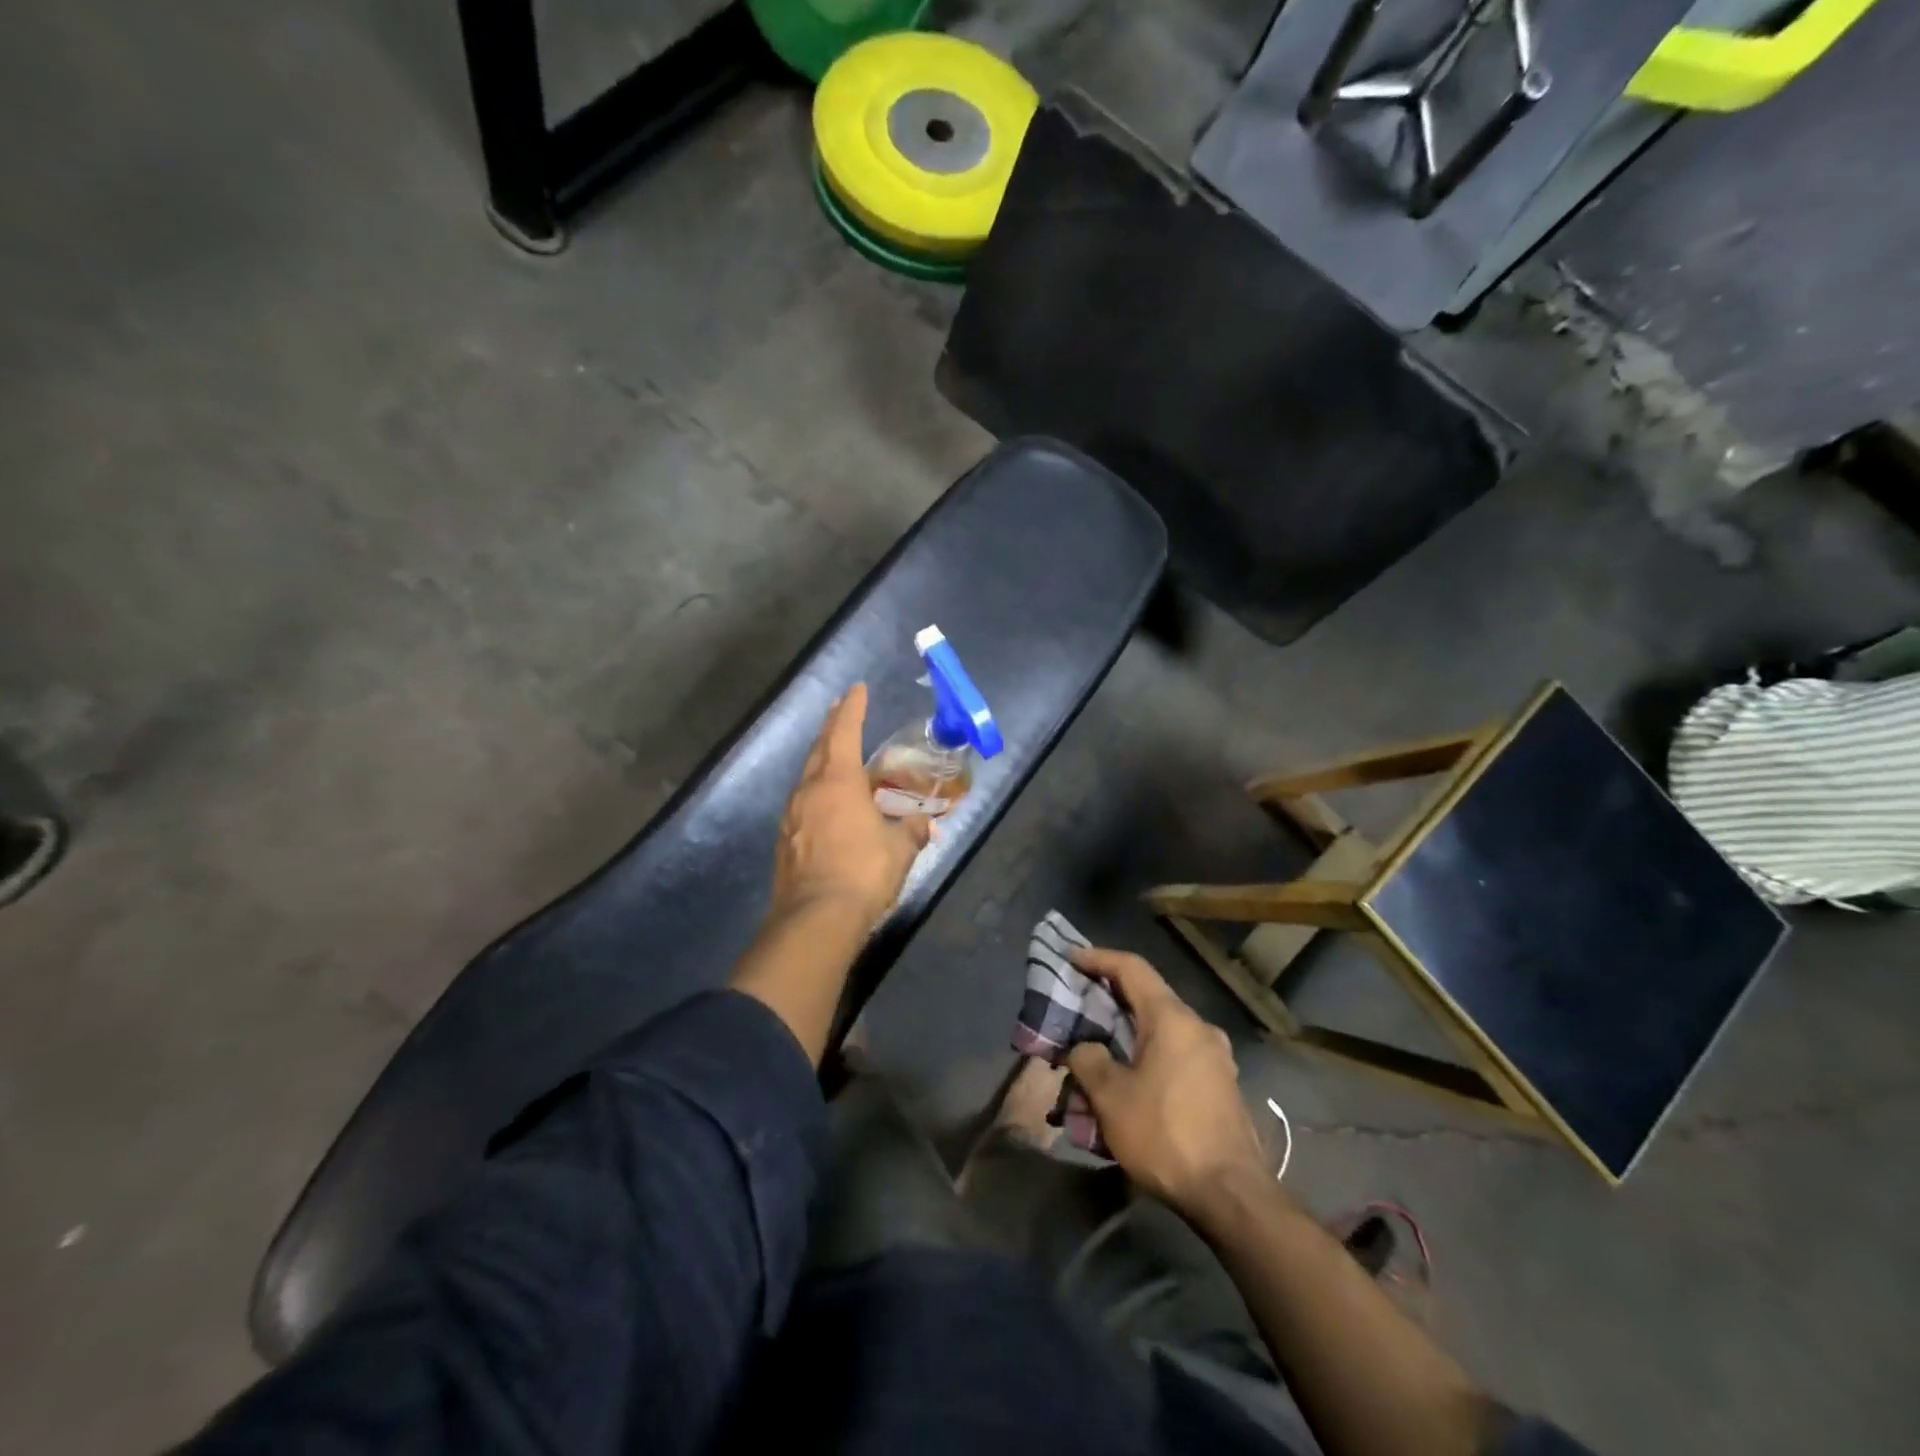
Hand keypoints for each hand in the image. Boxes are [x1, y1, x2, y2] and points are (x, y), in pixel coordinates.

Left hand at [771, 684, 931, 924]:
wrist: (815, 918)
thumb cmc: (863, 872)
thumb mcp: (899, 849)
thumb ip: (912, 830)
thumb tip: (925, 823)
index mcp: (837, 781)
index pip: (845, 733)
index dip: (852, 709)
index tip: (856, 689)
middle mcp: (809, 790)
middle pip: (820, 749)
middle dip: (831, 727)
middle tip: (840, 710)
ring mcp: (792, 815)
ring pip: (807, 776)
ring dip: (822, 760)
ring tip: (835, 756)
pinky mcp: (785, 840)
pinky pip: (803, 804)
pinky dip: (817, 793)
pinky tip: (826, 805)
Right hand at [1065, 946, 1266, 1214]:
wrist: (1232, 1195)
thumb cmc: (1166, 1135)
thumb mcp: (1111, 1097)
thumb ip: (1088, 1060)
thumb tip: (1084, 1048)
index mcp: (1172, 1018)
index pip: (1132, 968)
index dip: (1098, 958)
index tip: (1071, 959)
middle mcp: (1199, 1027)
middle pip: (1149, 996)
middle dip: (1111, 996)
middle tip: (1080, 1002)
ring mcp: (1216, 1057)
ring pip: (1164, 1028)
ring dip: (1130, 1030)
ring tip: (1101, 1046)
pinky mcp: (1222, 1084)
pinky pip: (1178, 1052)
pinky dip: (1150, 1052)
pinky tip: (1132, 1078)